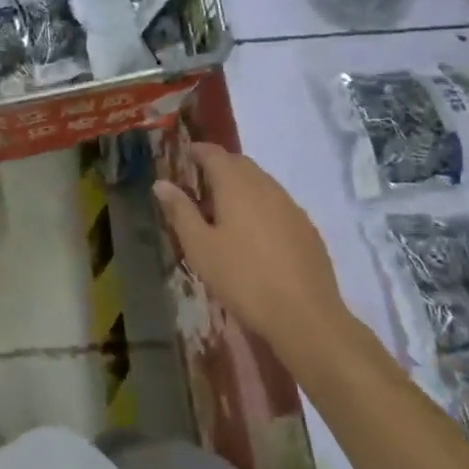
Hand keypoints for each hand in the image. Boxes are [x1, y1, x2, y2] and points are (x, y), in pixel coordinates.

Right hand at [153, 143, 346, 355]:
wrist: (305, 317)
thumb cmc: (243, 279)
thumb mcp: (200, 248)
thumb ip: (180, 211)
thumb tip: (161, 183)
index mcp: (236, 185)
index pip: (214, 153)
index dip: (197, 151)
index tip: (184, 158)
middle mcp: (266, 186)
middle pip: (240, 164)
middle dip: (219, 168)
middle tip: (200, 189)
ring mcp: (291, 206)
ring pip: (261, 183)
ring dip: (241, 187)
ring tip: (225, 215)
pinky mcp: (307, 228)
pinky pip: (278, 204)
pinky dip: (261, 207)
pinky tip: (255, 237)